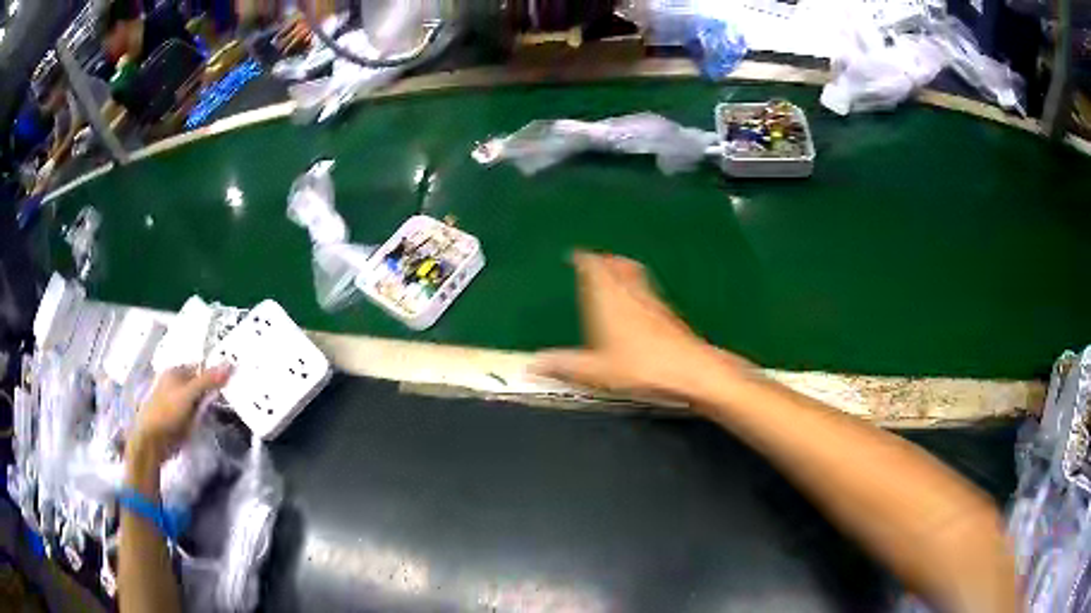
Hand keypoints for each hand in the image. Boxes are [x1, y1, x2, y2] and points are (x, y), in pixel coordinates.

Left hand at [128, 365, 231, 462]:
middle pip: (199, 383)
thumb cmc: (167, 413)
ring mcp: (175, 402)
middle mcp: (174, 383)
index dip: (214, 373)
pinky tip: (207, 422)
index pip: (200, 367)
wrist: (152, 441)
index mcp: (174, 371)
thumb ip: (208, 381)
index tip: (230, 382)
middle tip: (227, 398)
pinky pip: (194, 414)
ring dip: (207, 405)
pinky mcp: (177, 419)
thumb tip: (230, 364)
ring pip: (197, 400)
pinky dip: (201, 417)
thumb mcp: (189, 395)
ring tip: (219, 411)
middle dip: (211, 390)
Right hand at [533, 252, 752, 400]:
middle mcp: (630, 292)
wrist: (690, 370)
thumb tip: (532, 364)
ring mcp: (652, 301)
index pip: (594, 266)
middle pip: (617, 265)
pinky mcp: (668, 314)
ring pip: (635, 275)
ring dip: (623, 270)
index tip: (577, 255)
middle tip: (596, 261)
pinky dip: (637, 288)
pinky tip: (638, 304)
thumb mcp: (595, 371)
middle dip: (605, 261)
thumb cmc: (639, 366)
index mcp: (608, 298)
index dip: (584, 258)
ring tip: (616, 274)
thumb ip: (564, 365)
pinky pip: (647, 291)